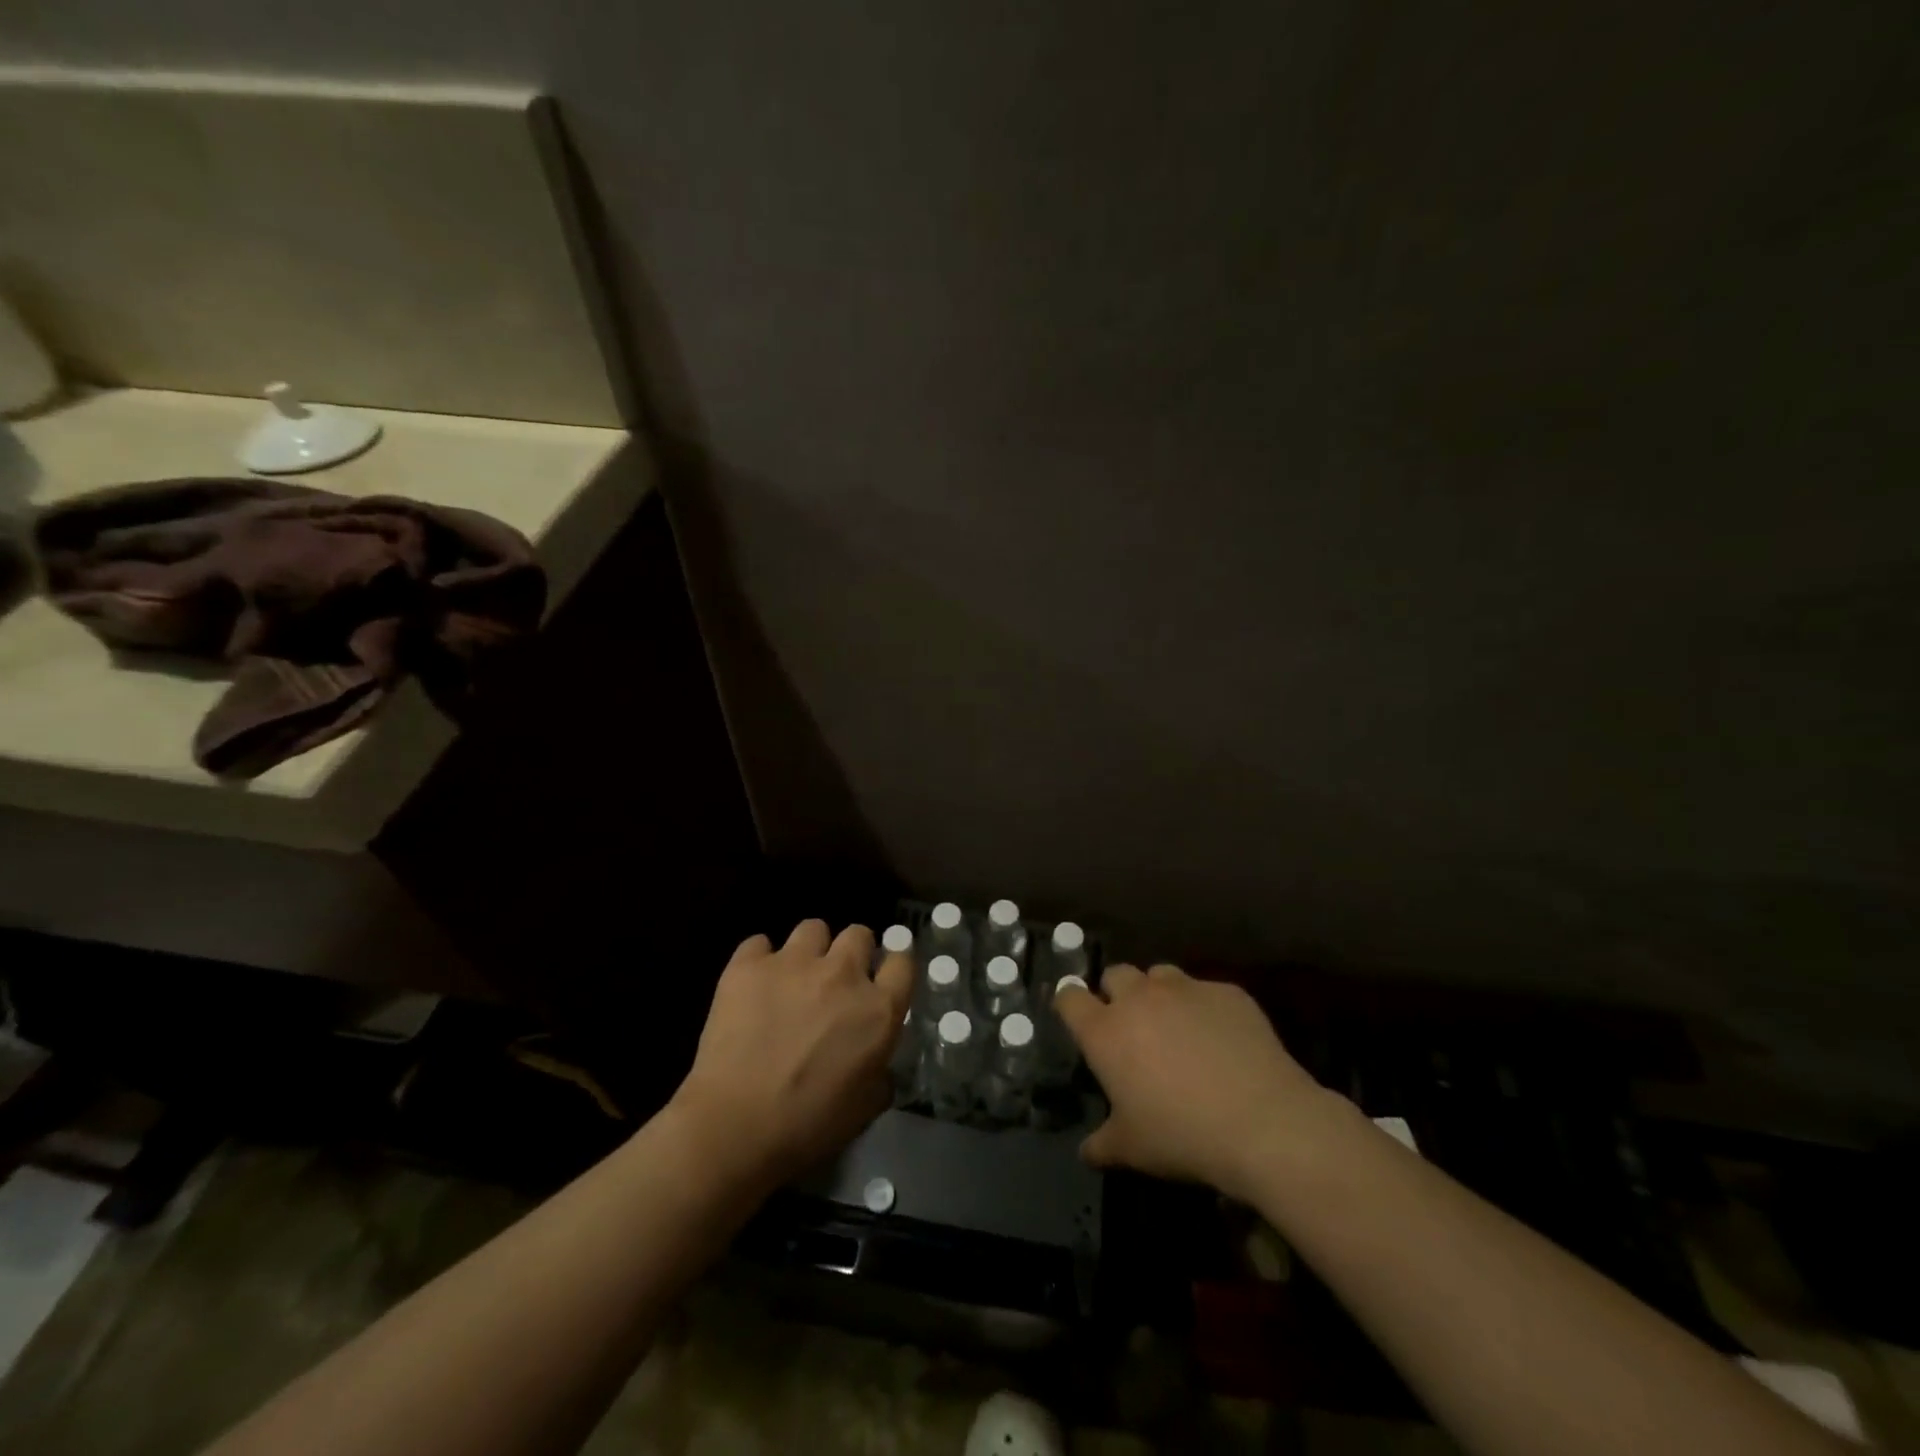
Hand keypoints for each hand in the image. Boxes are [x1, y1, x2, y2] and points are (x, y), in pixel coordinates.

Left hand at [670, 920, 913, 1189]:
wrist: (735, 1126)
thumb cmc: (808, 1126)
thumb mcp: (865, 1107)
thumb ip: (881, 1073)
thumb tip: (879, 1065)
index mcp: (878, 1009)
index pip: (903, 961)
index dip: (893, 963)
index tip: (882, 974)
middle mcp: (843, 974)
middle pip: (859, 933)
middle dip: (852, 951)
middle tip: (836, 979)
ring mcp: (794, 962)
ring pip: (813, 928)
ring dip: (809, 949)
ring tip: (793, 976)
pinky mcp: (749, 965)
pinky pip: (759, 943)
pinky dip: (759, 960)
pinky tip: (752, 984)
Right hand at [1055, 963, 1341, 1200]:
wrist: (1262, 1122)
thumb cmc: (1182, 1135)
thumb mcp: (1132, 1150)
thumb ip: (1102, 1144)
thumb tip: (1086, 1152)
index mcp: (1105, 1031)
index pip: (1069, 998)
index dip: (1070, 1005)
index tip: (1077, 1019)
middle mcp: (1139, 998)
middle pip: (1115, 974)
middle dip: (1117, 994)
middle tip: (1131, 1028)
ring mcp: (1185, 989)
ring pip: (1160, 975)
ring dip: (1159, 995)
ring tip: (1177, 1028)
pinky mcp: (1226, 992)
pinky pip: (1206, 992)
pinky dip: (1205, 1009)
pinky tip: (1223, 1041)